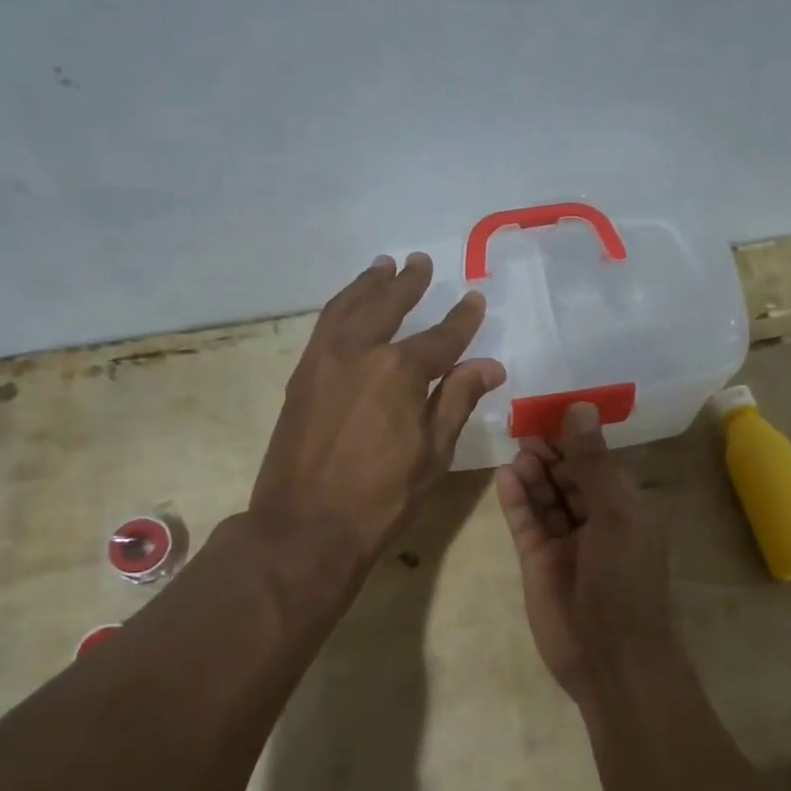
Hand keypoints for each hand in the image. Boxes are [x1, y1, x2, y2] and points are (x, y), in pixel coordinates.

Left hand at [251, 253, 504, 574]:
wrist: (304, 527)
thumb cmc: (380, 498)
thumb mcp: (433, 453)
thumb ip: (457, 400)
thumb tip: (489, 365)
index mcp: (398, 371)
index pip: (441, 337)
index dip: (462, 319)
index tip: (475, 299)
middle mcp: (358, 352)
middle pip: (387, 306)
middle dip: (408, 284)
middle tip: (421, 263)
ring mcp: (323, 360)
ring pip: (347, 307)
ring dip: (368, 284)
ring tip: (383, 266)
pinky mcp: (301, 376)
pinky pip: (324, 326)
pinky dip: (341, 306)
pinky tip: (349, 306)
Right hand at [495, 402, 673, 699]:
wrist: (610, 658)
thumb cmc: (625, 580)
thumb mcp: (616, 515)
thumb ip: (594, 463)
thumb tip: (580, 408)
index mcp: (624, 507)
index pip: (598, 461)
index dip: (577, 437)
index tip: (551, 410)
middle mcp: (595, 519)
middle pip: (569, 475)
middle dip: (551, 451)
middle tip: (525, 428)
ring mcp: (564, 540)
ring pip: (546, 495)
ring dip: (533, 471)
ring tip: (517, 450)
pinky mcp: (537, 560)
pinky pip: (525, 521)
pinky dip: (516, 499)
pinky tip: (505, 476)